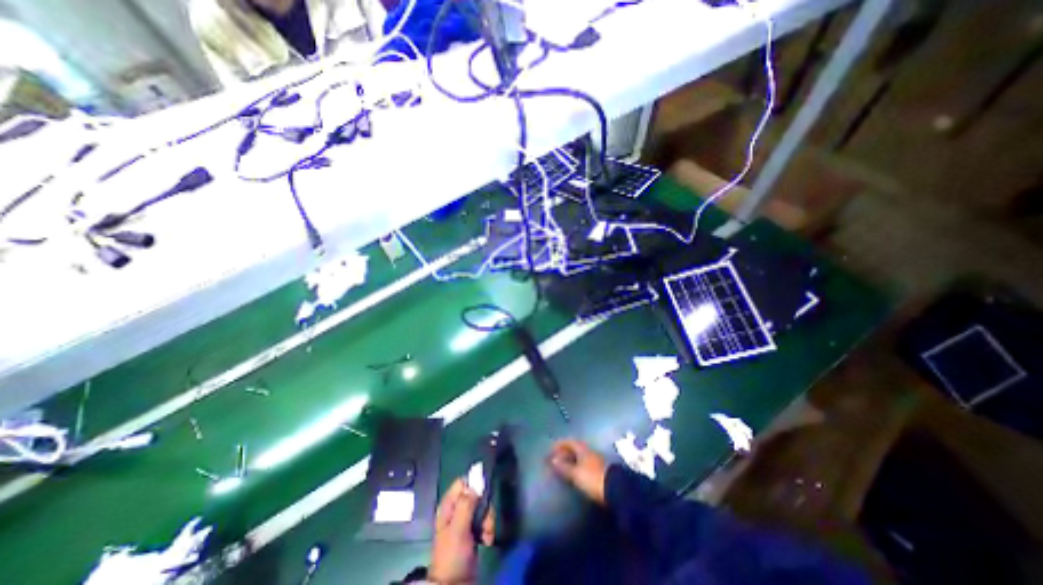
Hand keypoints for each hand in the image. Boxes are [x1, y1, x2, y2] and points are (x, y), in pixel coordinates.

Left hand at [432, 479, 496, 582]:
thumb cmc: (452, 555)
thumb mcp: (458, 529)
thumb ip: (465, 505)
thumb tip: (474, 486)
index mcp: (449, 505)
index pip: (462, 483)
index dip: (473, 486)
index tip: (481, 497)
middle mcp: (457, 509)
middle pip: (477, 495)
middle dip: (485, 507)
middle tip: (485, 522)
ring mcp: (466, 520)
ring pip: (483, 507)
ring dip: (488, 520)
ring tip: (486, 535)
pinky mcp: (474, 530)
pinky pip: (486, 520)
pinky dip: (489, 529)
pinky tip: (487, 540)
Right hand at [546, 442, 612, 505]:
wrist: (617, 490)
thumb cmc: (593, 479)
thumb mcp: (576, 474)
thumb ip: (564, 467)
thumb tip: (553, 460)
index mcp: (582, 449)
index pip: (568, 441)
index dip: (558, 444)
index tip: (550, 450)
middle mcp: (589, 451)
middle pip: (574, 448)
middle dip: (564, 452)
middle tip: (555, 459)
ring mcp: (596, 460)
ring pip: (579, 456)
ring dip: (570, 459)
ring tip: (562, 467)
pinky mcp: (599, 470)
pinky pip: (584, 463)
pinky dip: (576, 466)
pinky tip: (574, 474)